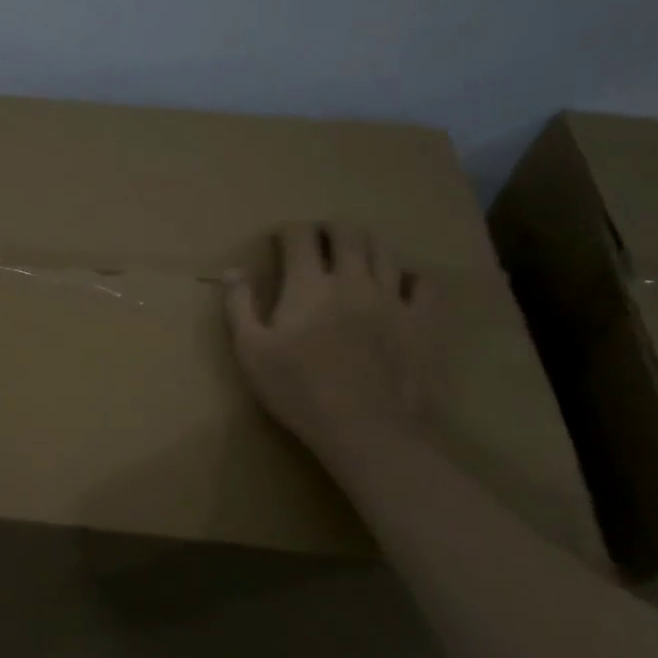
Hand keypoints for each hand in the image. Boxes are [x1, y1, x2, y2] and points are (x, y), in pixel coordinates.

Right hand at [225, 223, 433, 457]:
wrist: (365, 429)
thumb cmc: (299, 391)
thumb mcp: (251, 352)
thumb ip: (239, 307)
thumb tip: (232, 271)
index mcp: (308, 284)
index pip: (300, 236)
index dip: (289, 230)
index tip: (280, 238)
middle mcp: (352, 280)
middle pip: (347, 233)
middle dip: (330, 228)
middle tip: (320, 238)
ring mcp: (392, 299)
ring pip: (385, 251)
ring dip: (367, 244)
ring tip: (357, 254)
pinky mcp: (422, 322)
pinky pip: (424, 284)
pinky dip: (411, 276)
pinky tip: (400, 284)